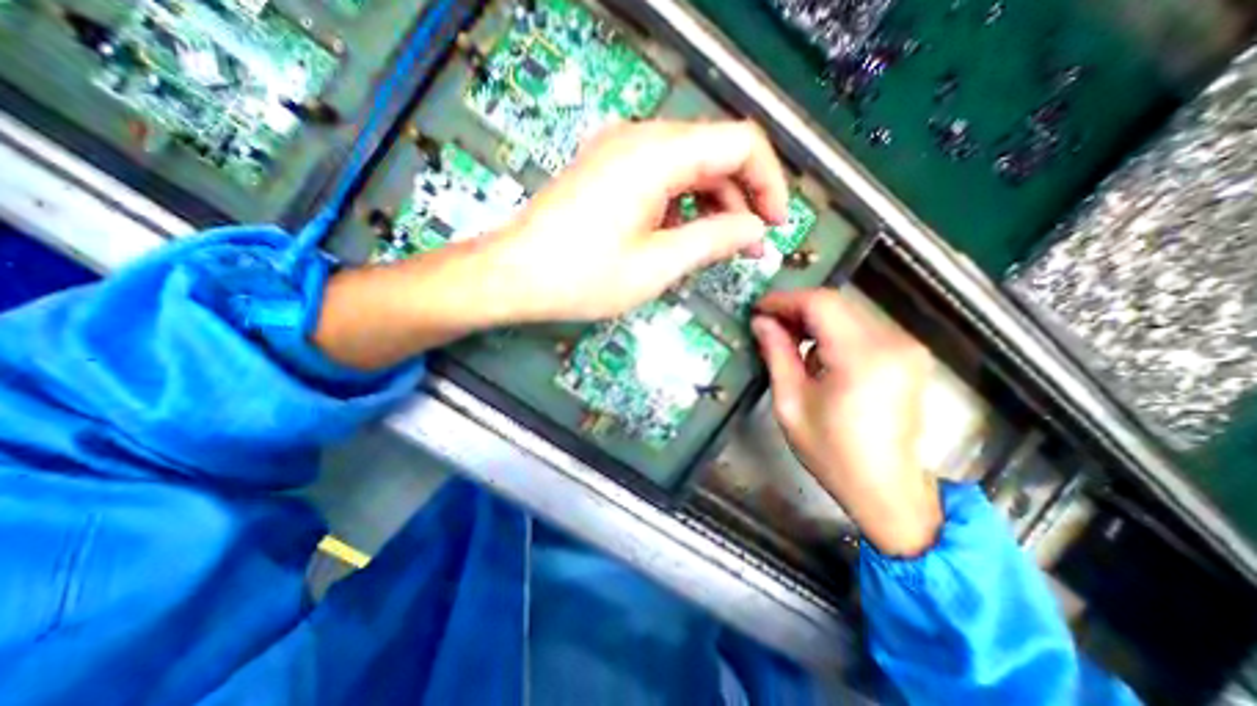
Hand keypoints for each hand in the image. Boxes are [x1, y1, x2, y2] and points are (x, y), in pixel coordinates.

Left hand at [479, 120, 782, 323]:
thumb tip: (755, 230)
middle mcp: (641, 138)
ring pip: (689, 165)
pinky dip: (683, 204)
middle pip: (715, 152)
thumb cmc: (583, 276)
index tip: (774, 224)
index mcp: (657, 154)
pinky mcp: (608, 169)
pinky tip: (683, 235)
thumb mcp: (657, 265)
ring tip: (722, 246)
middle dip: (742, 197)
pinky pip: (661, 176)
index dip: (768, 182)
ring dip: (713, 203)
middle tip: (751, 244)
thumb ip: (714, 240)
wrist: (515, 274)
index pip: (740, 144)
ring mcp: (620, 151)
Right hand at [745, 286, 942, 555]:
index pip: (820, 304)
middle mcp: (892, 343)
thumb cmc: (832, 452)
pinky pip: (862, 327)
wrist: (886, 488)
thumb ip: (777, 355)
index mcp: (862, 357)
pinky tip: (814, 350)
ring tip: (786, 337)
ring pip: (849, 312)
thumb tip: (761, 322)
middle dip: (796, 308)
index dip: (784, 300)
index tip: (758, 309)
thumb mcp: (791, 404)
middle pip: (836, 303)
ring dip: (814, 319)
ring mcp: (907, 348)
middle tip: (767, 324)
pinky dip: (833, 330)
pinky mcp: (908, 355)